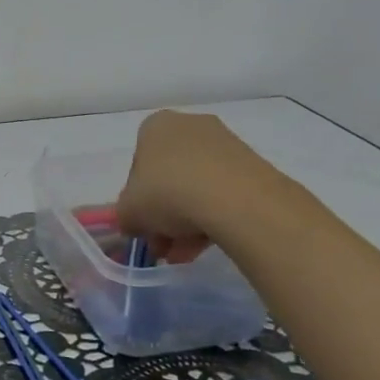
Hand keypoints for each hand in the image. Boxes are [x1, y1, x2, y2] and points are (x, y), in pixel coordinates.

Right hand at [115, 110, 292, 262]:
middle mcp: (190, 126)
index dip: (137, 197)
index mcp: (155, 126)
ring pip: (197, 186)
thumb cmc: (168, 193)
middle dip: (164, 213)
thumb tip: (134, 224)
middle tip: (163, 244)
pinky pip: (224, 193)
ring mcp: (225, 144)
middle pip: (169, 176)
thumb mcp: (128, 212)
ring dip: (187, 221)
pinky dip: (213, 217)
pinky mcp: (253, 165)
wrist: (235, 200)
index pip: (138, 162)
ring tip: (186, 254)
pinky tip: (207, 246)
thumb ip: (126, 217)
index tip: (142, 223)